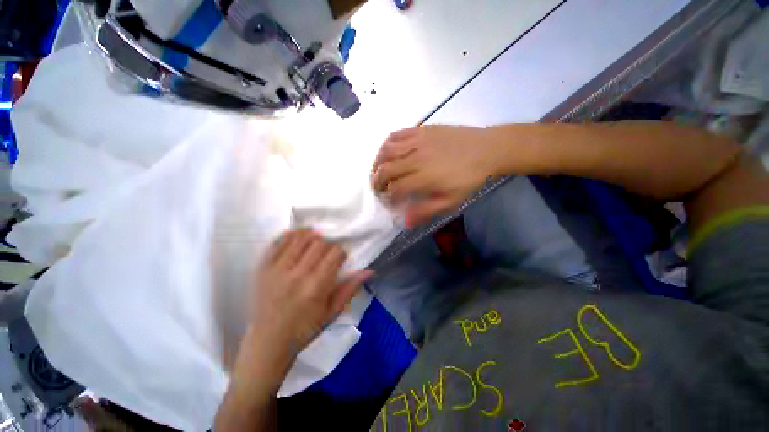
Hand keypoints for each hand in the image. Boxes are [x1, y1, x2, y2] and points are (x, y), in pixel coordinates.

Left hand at [249, 230, 372, 359]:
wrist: (267, 342)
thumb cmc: (305, 329)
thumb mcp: (332, 312)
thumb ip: (350, 288)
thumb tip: (370, 271)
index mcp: (316, 287)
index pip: (334, 254)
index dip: (341, 252)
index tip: (340, 258)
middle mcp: (297, 274)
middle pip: (319, 243)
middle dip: (328, 244)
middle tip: (327, 252)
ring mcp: (277, 269)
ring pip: (299, 238)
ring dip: (311, 236)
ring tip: (315, 241)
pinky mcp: (262, 268)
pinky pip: (278, 242)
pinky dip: (290, 236)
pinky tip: (298, 239)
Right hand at [371, 125, 505, 227]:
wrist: (487, 149)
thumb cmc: (470, 179)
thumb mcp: (451, 201)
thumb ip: (426, 211)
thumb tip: (405, 222)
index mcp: (424, 179)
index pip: (395, 189)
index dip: (388, 197)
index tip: (388, 201)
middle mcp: (416, 159)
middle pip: (386, 170)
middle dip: (377, 182)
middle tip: (378, 188)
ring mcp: (418, 141)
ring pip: (387, 151)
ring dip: (377, 163)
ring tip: (377, 170)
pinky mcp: (421, 129)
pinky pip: (396, 134)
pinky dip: (386, 144)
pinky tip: (387, 151)